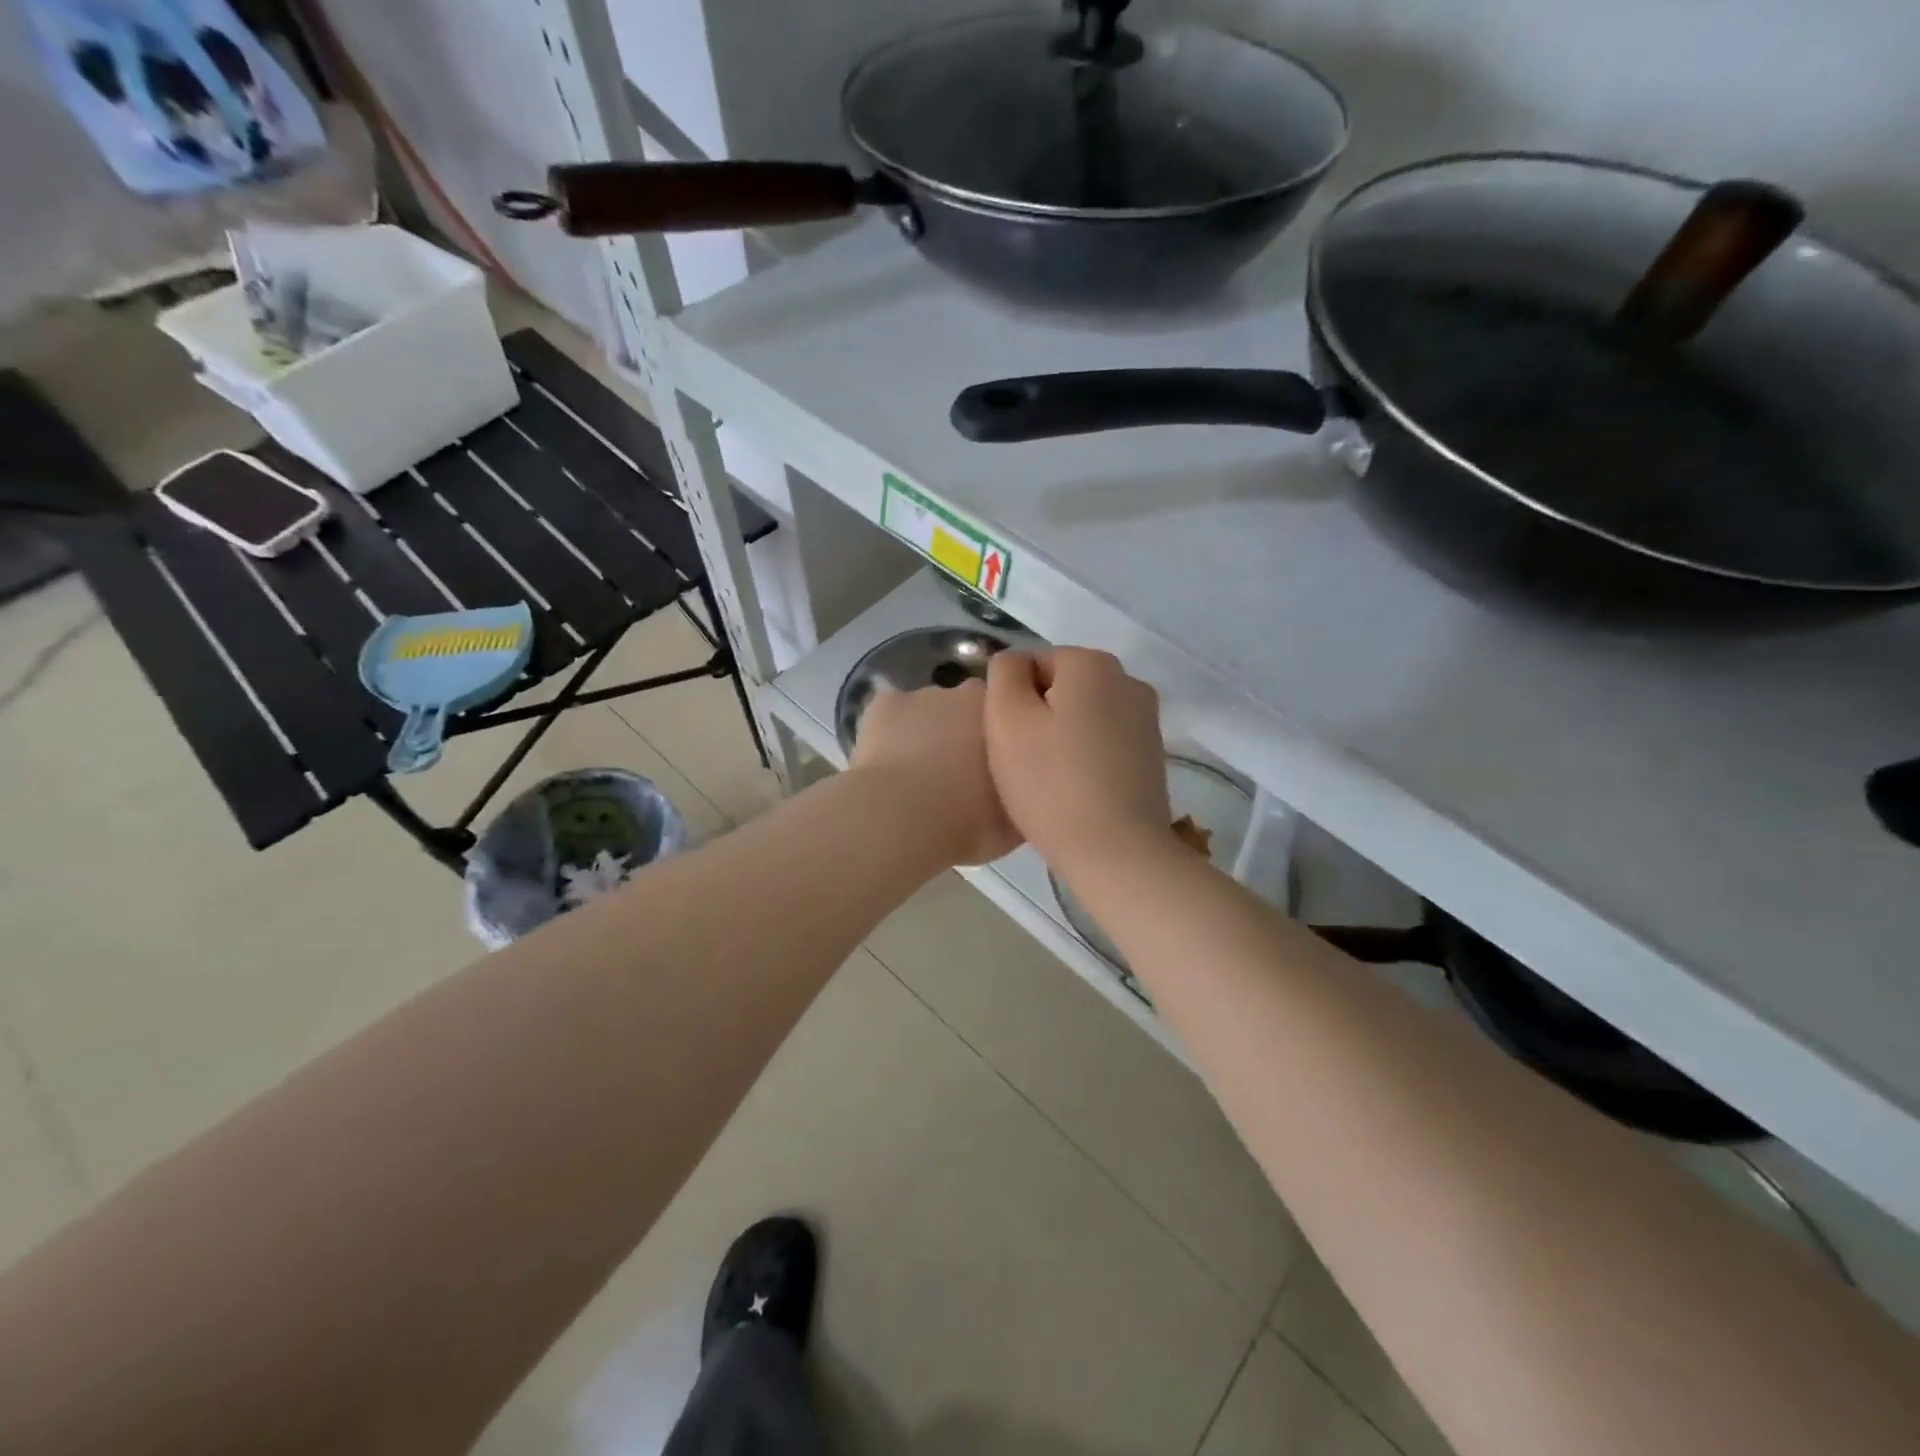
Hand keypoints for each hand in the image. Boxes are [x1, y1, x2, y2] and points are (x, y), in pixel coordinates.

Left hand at [850, 679, 1019, 865]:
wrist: (902, 822)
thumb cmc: (968, 823)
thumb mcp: (1015, 822)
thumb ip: (1021, 794)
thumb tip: (1024, 791)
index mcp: (1006, 718)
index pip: (1010, 715)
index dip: (1001, 738)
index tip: (994, 767)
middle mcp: (968, 695)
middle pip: (969, 707)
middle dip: (964, 731)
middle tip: (957, 773)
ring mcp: (923, 695)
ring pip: (928, 711)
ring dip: (926, 734)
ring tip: (917, 774)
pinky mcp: (885, 704)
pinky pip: (892, 714)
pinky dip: (890, 733)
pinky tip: (887, 764)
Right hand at [984, 648, 1170, 875]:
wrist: (1116, 852)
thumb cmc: (1051, 783)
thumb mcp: (1006, 719)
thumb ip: (1003, 674)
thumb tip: (1015, 663)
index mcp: (1091, 663)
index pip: (1033, 663)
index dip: (1012, 699)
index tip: (1010, 739)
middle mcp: (1128, 679)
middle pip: (1062, 686)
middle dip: (1039, 715)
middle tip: (1023, 761)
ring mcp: (1147, 718)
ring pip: (1084, 715)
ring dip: (1063, 736)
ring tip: (1049, 780)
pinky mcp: (1153, 755)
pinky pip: (1105, 741)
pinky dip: (1087, 757)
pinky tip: (1076, 790)